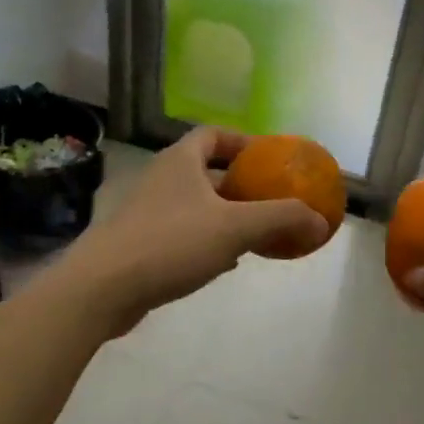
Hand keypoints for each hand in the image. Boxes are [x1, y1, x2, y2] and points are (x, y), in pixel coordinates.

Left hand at [62, 127, 328, 335]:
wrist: (101, 288)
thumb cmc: (170, 244)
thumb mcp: (235, 227)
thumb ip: (281, 219)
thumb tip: (321, 221)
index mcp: (181, 161)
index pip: (213, 135)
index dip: (243, 142)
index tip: (269, 159)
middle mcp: (162, 179)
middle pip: (206, 170)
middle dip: (240, 183)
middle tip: (270, 197)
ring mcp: (147, 212)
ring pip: (196, 204)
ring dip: (226, 213)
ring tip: (257, 230)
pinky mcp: (140, 244)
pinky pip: (184, 233)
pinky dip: (208, 239)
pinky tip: (227, 261)